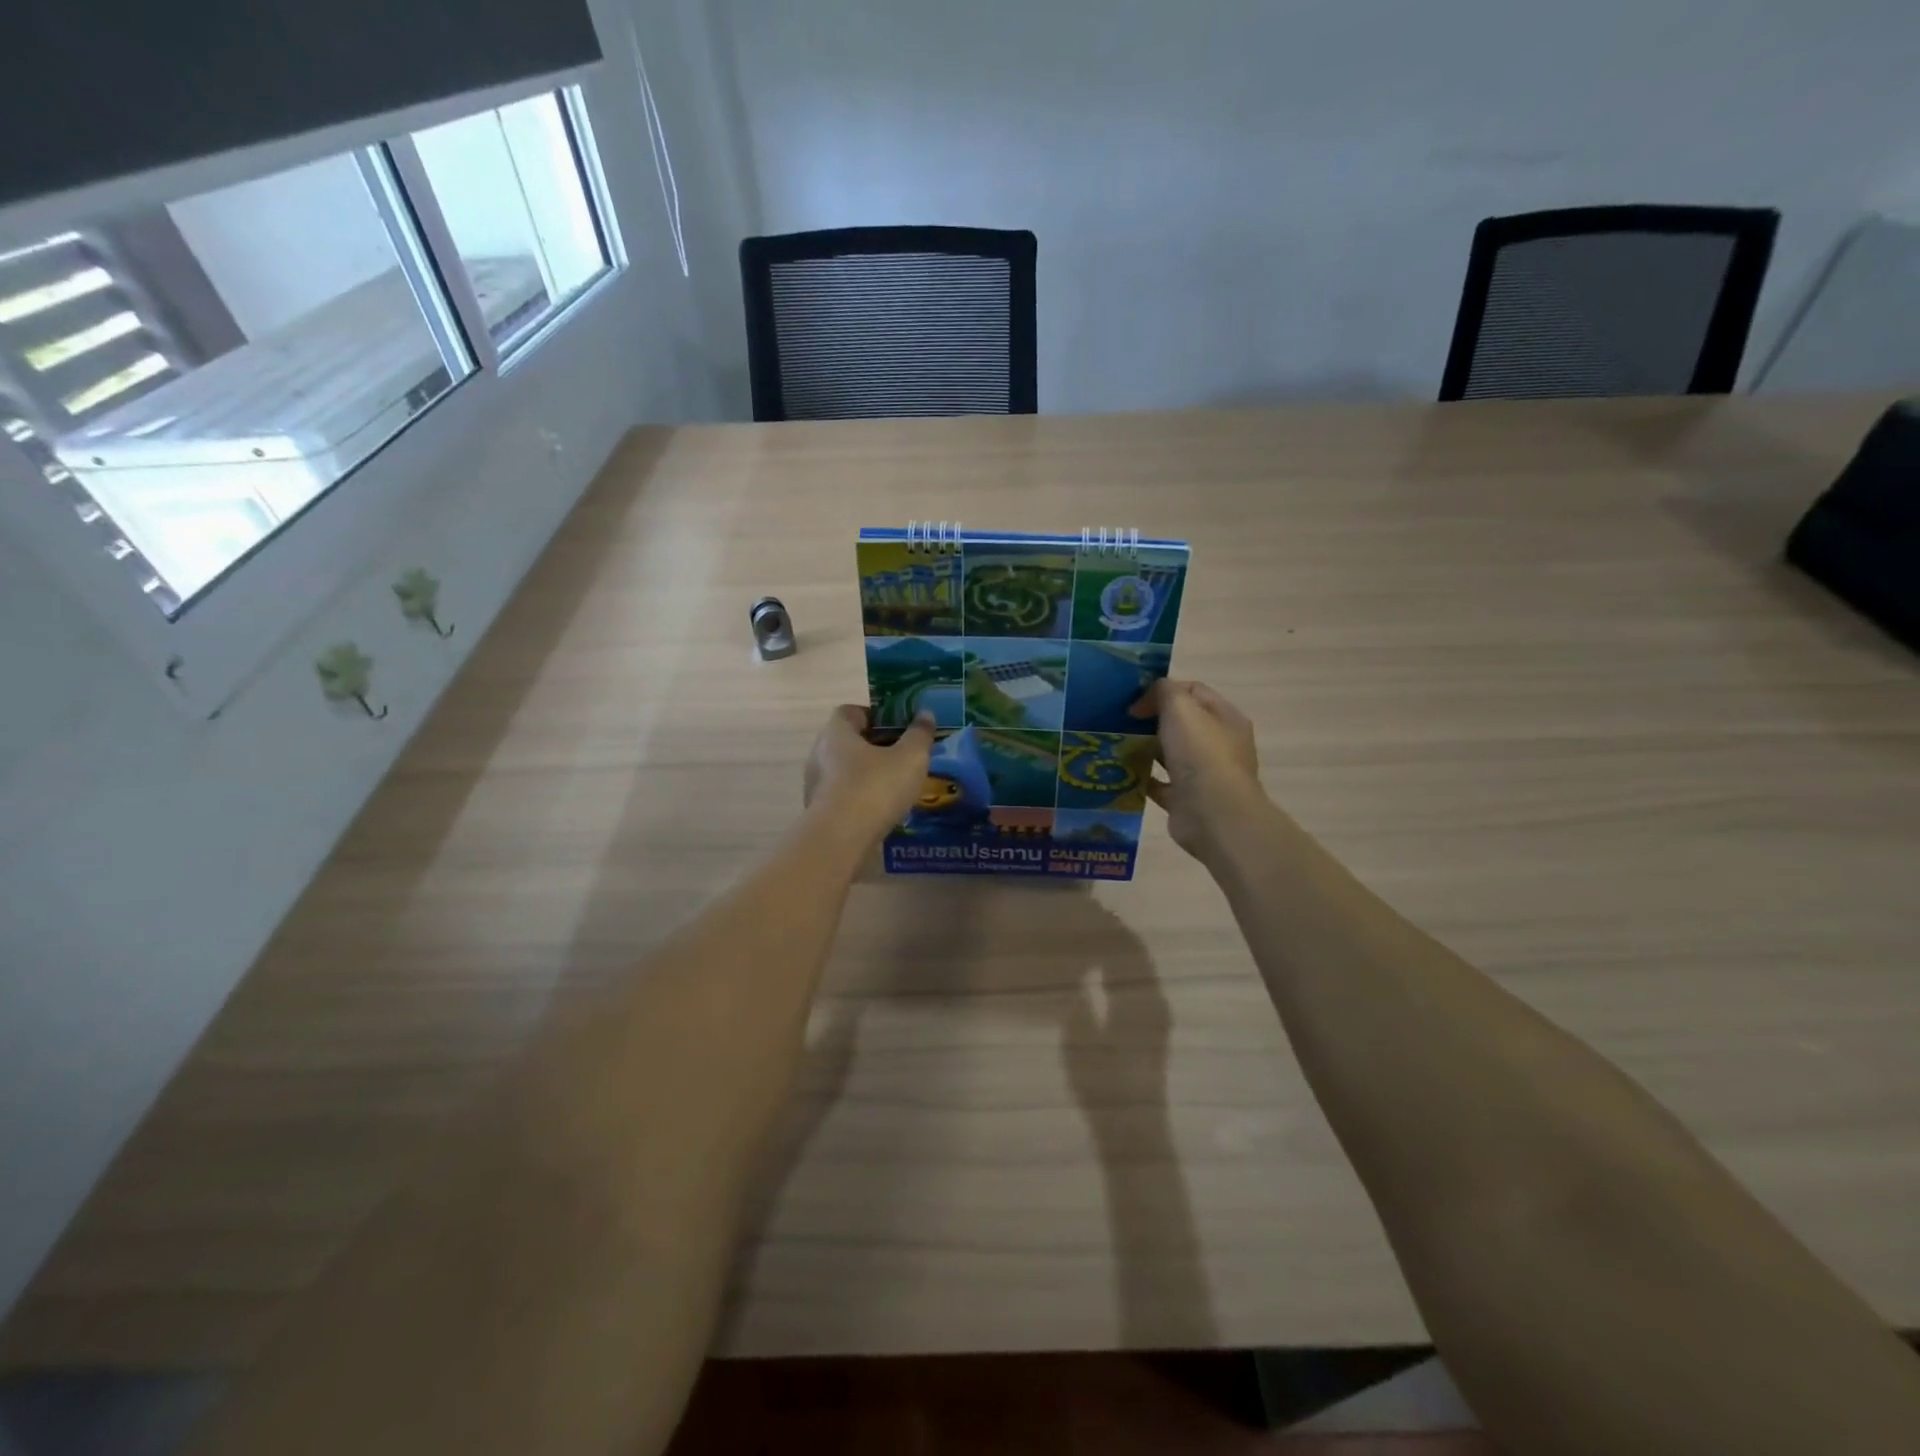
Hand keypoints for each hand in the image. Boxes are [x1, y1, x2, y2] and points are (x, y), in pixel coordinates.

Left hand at [804, 705, 936, 845]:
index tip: (898, 727)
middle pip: (849, 742)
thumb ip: (919, 734)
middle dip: (875, 746)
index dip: (875, 715)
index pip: (851, 712)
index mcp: (836, 732)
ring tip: (897, 786)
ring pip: (845, 771)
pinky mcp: (819, 813)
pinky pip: (844, 797)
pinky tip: (883, 810)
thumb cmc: (875, 788)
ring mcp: (816, 785)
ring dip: (868, 775)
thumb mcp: (910, 757)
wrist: (841, 840)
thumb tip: (925, 714)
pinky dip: (861, 798)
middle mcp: (819, 754)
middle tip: (904, 756)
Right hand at [1131, 680, 1262, 862]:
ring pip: (1170, 754)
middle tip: (1120, 722)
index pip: (1193, 691)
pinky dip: (1142, 779)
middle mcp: (1218, 744)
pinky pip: (1160, 784)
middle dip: (1151, 720)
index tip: (1135, 701)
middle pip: (1181, 723)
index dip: (1164, 691)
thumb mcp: (1180, 707)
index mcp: (1225, 718)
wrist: (1212, 815)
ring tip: (1116, 745)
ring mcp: (1204, 775)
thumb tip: (1145, 702)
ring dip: (1145, 749)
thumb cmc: (1201, 754)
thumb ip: (1163, 692)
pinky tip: (1121, 773)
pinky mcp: (1186, 800)